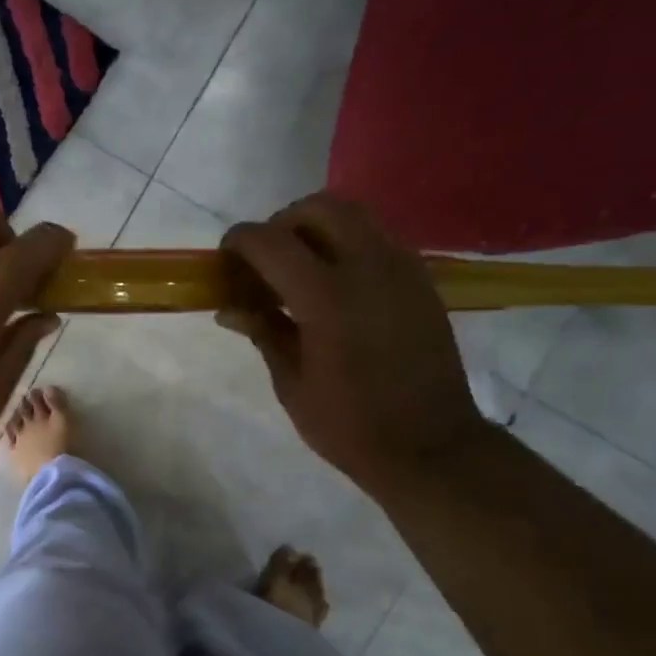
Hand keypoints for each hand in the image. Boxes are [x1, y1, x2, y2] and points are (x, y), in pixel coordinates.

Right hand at [219, 193, 484, 486]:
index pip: (271, 241)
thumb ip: (263, 331)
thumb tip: (229, 307)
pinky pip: (377, 239)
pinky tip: (336, 285)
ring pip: (353, 215)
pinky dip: (347, 244)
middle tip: (265, 261)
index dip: (239, 242)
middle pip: (317, 208)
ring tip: (299, 269)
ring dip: (317, 228)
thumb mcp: (292, 383)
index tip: (225, 260)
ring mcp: (401, 268)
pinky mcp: (421, 279)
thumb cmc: (350, 425)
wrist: (430, 446)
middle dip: (281, 224)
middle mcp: (368, 266)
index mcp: (327, 297)